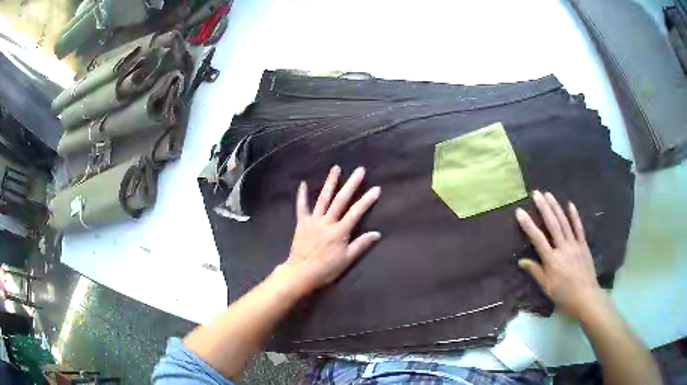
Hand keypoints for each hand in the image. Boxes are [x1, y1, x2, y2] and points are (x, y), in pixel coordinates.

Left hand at [276, 166, 380, 296]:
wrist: (300, 273)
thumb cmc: (326, 269)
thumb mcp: (346, 260)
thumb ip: (361, 245)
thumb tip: (377, 233)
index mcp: (340, 231)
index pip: (356, 212)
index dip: (367, 200)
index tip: (376, 189)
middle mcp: (327, 222)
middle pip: (341, 200)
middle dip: (351, 184)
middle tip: (360, 170)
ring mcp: (313, 220)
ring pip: (323, 198)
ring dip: (330, 182)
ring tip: (336, 168)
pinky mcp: (302, 223)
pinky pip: (301, 206)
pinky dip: (301, 195)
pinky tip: (302, 183)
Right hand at [515, 191, 602, 318]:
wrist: (586, 297)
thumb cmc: (564, 295)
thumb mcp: (547, 287)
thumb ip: (535, 271)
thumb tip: (521, 261)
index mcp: (552, 260)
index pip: (537, 239)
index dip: (528, 225)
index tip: (520, 212)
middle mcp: (563, 248)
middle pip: (552, 225)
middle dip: (543, 208)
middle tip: (536, 193)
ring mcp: (574, 245)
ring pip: (564, 222)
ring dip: (556, 207)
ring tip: (548, 194)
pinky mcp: (583, 245)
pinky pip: (579, 228)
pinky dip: (574, 216)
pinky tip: (570, 204)